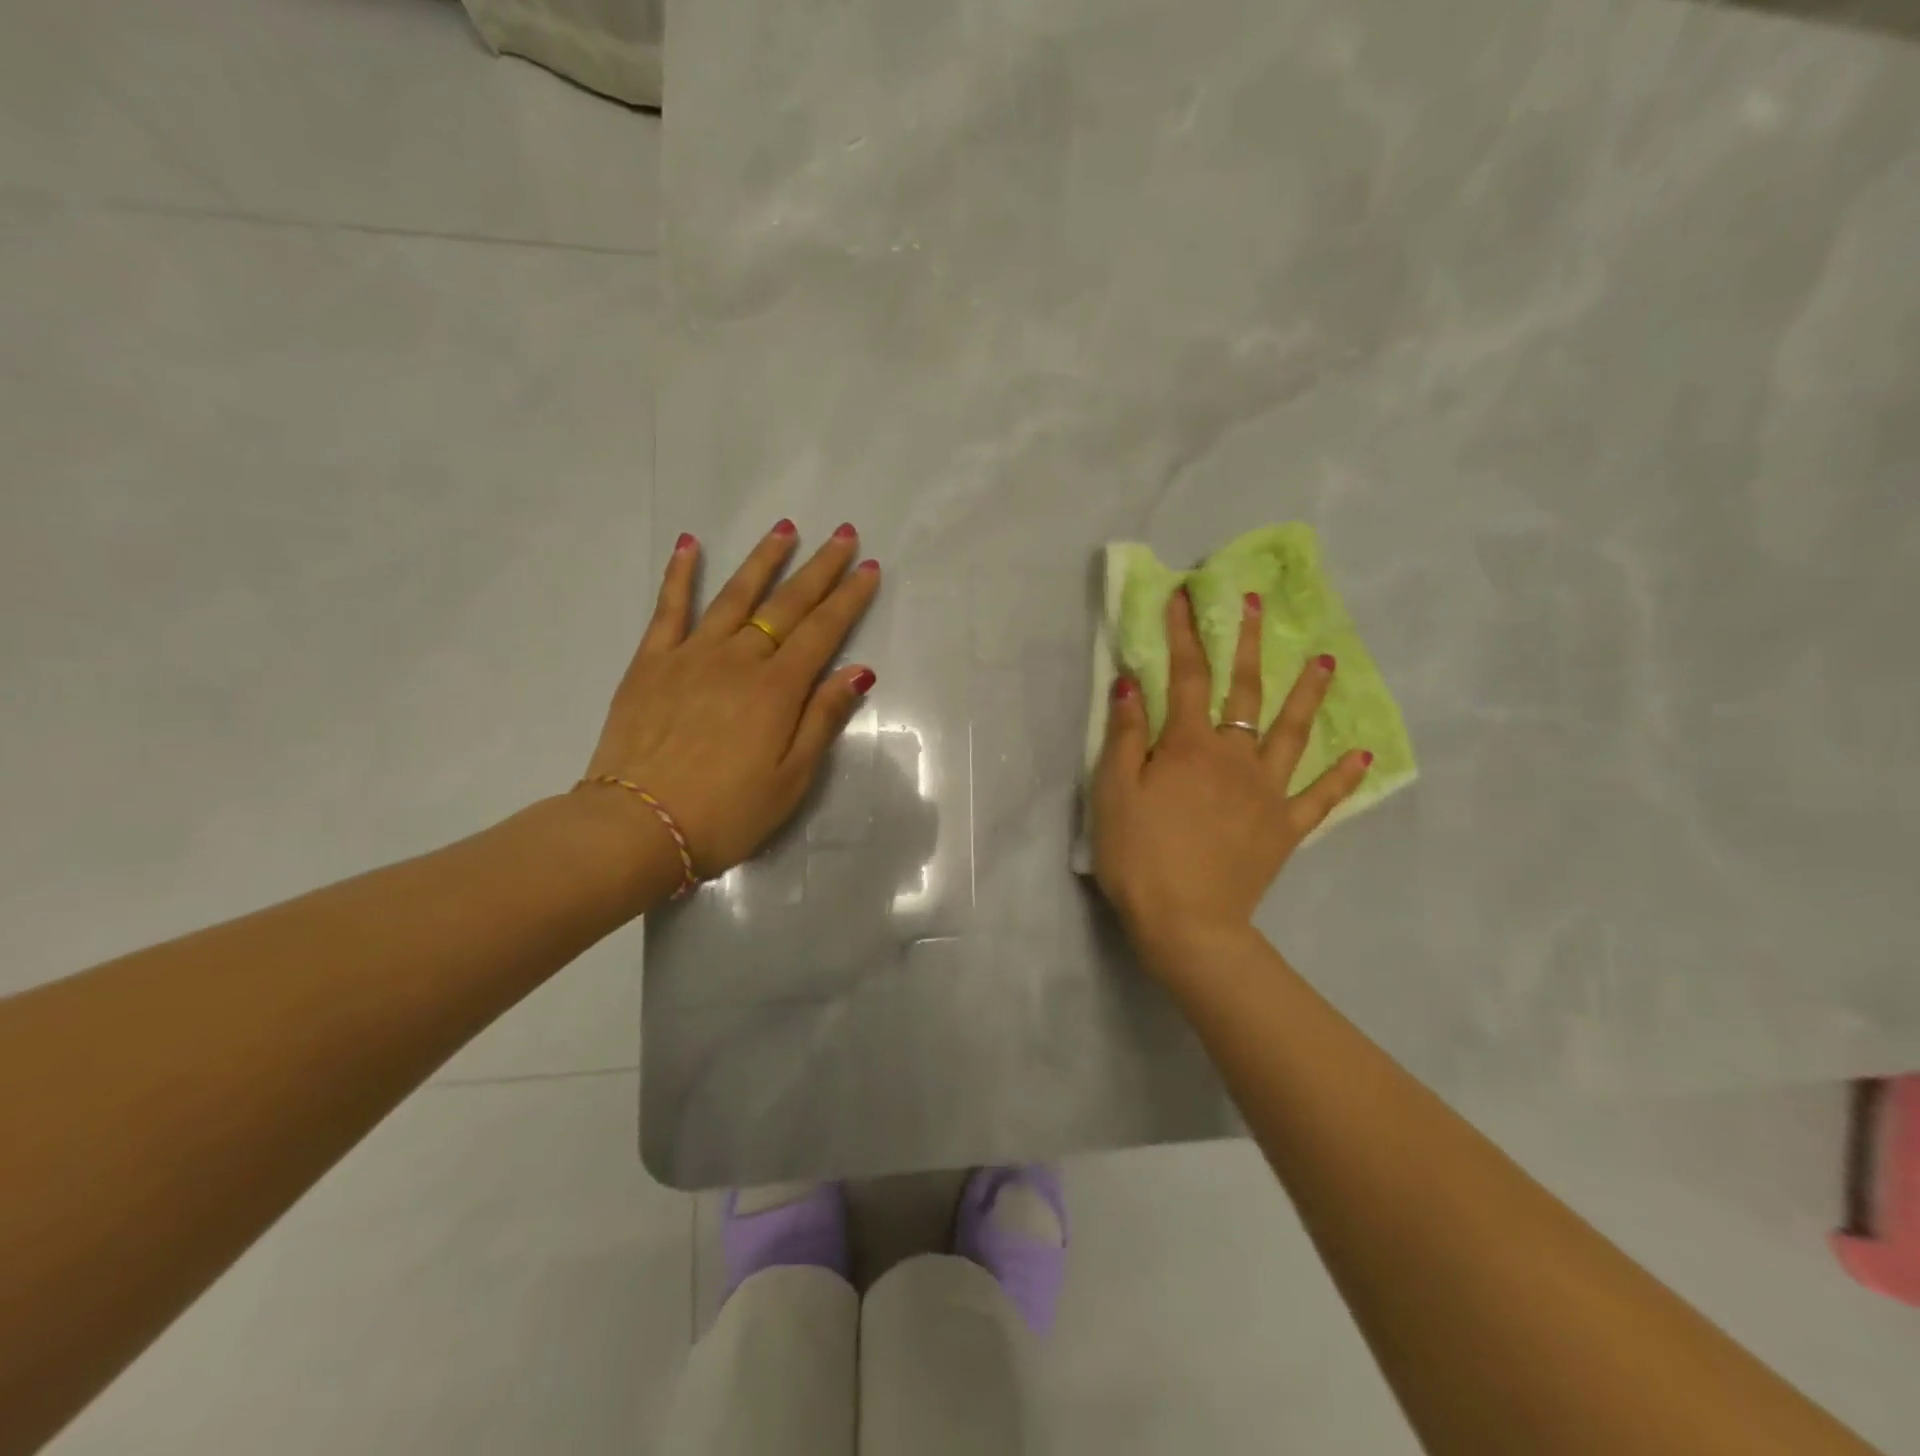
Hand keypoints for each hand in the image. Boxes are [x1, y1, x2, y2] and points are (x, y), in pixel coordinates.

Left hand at [583, 520, 880, 879]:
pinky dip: (680, 574)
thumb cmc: (726, 813)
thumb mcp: (791, 779)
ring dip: (763, 560)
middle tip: (843, 535)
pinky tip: (690, 545)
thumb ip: (823, 719)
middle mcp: (738, 659)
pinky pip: (669, 609)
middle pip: (787, 605)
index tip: (870, 567)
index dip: (849, 598)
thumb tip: (859, 671)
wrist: (637, 828)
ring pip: (735, 595)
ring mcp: (691, 655)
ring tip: (786, 529)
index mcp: (777, 689)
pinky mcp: (651, 663)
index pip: (823, 631)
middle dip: (820, 569)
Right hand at [1092, 587, 1370, 968]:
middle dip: (1248, 644)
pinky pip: (1321, 797)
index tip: (1184, 596)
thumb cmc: (1139, 855)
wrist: (1186, 922)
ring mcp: (1268, 791)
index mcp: (1190, 745)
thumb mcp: (1113, 792)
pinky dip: (1343, 776)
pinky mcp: (1286, 827)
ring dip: (1307, 694)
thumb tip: (1131, 681)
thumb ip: (1126, 735)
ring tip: (1326, 660)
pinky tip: (1363, 754)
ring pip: (1292, 732)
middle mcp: (1235, 756)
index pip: (1186, 676)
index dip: (1184, 634)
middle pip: (1245, 691)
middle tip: (1257, 604)